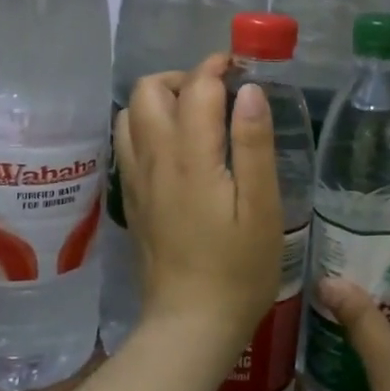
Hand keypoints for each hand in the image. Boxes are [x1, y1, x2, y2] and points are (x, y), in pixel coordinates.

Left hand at [113, 55, 282, 357]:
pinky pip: (127, 143)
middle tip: (218, 95)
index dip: (216, 67)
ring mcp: (136, 179)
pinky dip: (147, 126)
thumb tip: (248, 89)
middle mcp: (154, 159)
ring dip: (160, 100)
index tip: (240, 68)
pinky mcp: (131, 198)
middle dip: (182, 77)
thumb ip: (254, 144)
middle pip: (147, 90)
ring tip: (196, 117)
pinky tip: (177, 148)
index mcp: (190, 156)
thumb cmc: (239, 268)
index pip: (195, 86)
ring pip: (130, 114)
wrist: (191, 323)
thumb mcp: (262, 207)